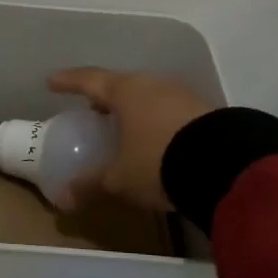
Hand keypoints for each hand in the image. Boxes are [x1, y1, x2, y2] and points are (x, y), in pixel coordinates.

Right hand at [45, 67, 215, 212]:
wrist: (225, 164)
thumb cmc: (158, 161)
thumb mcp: (121, 178)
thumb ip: (92, 183)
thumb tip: (63, 198)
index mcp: (125, 91)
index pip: (90, 80)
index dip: (69, 81)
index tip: (52, 82)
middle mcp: (152, 84)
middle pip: (122, 85)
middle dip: (106, 98)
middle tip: (93, 109)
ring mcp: (182, 95)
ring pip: (149, 96)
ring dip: (135, 109)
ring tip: (125, 127)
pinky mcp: (205, 110)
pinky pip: (170, 110)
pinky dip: (157, 120)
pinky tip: (159, 139)